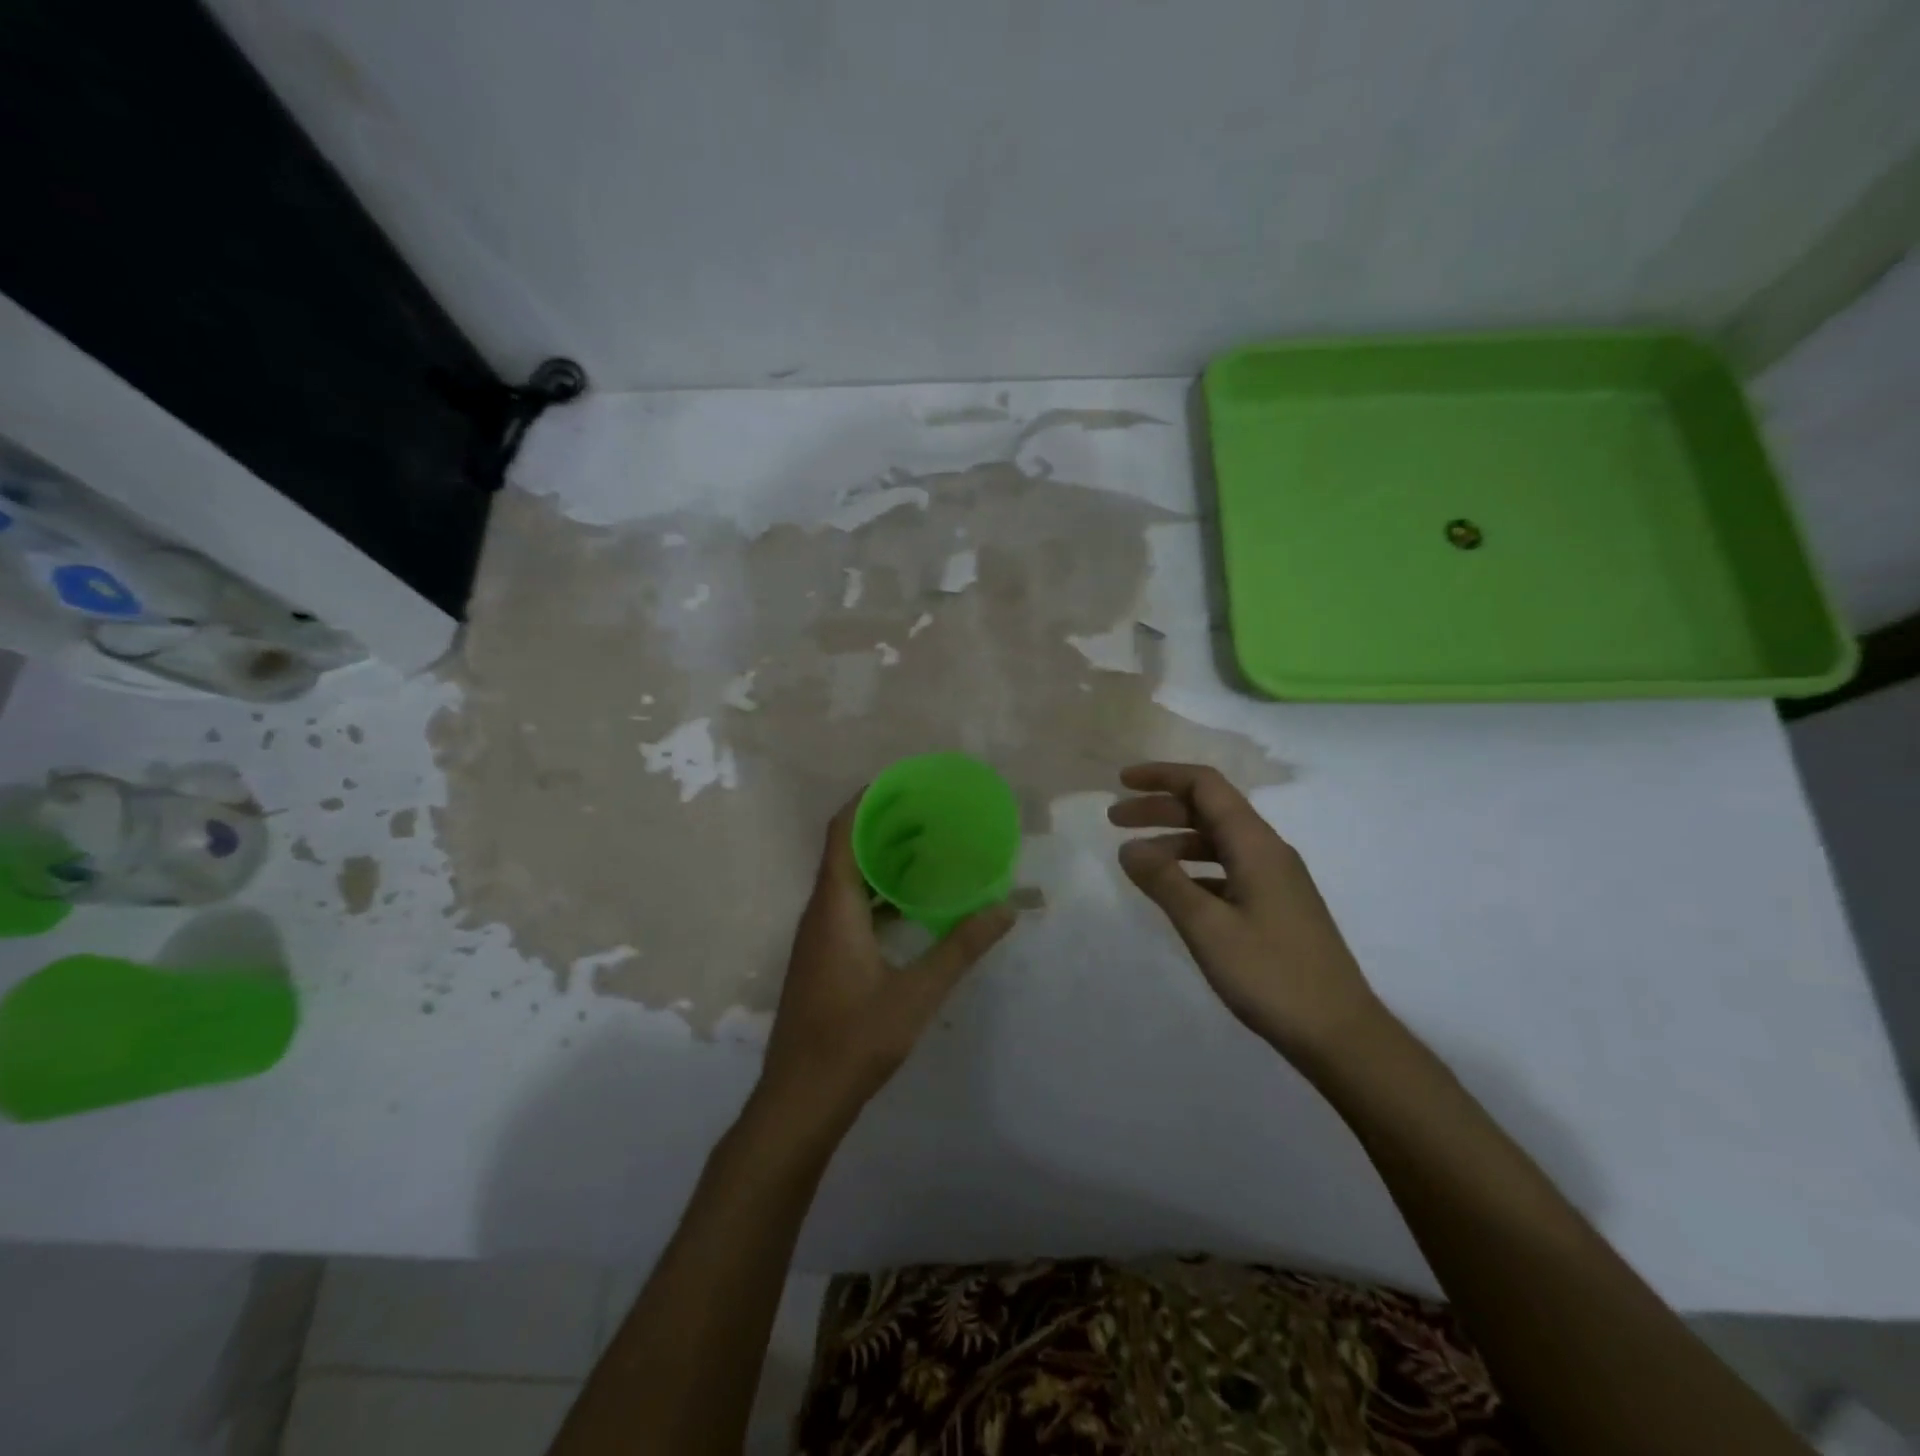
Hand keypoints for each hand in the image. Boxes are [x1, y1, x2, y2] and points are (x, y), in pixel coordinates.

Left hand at [758, 798, 1016, 1131]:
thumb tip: (1005, 908)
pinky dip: (878, 893)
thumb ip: (961, 947)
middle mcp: (820, 913)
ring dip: (880, 860)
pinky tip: (909, 905)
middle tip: (927, 811)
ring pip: (847, 881)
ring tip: (925, 847)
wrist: (801, 1099)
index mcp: (834, 908)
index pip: (841, 833)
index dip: (865, 801)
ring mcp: (818, 938)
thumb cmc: (854, 1040)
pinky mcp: (823, 959)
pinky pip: (849, 907)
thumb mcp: (917, 993)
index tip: (900, 782)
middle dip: (882, 825)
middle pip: (845, 851)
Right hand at [1108, 762, 1382, 1062]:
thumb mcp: (1207, 927)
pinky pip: (1227, 870)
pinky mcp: (1276, 907)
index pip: (1206, 786)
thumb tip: (1128, 848)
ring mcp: (1275, 880)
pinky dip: (1193, 869)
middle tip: (1114, 820)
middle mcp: (1268, 852)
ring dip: (1174, 840)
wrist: (1340, 1034)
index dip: (1163, 776)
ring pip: (1217, 841)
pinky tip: (1173, 891)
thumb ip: (1165, 882)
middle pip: (1209, 809)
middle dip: (1160, 808)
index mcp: (1256, 845)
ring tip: (1136, 859)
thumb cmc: (1271, 975)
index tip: (1122, 782)